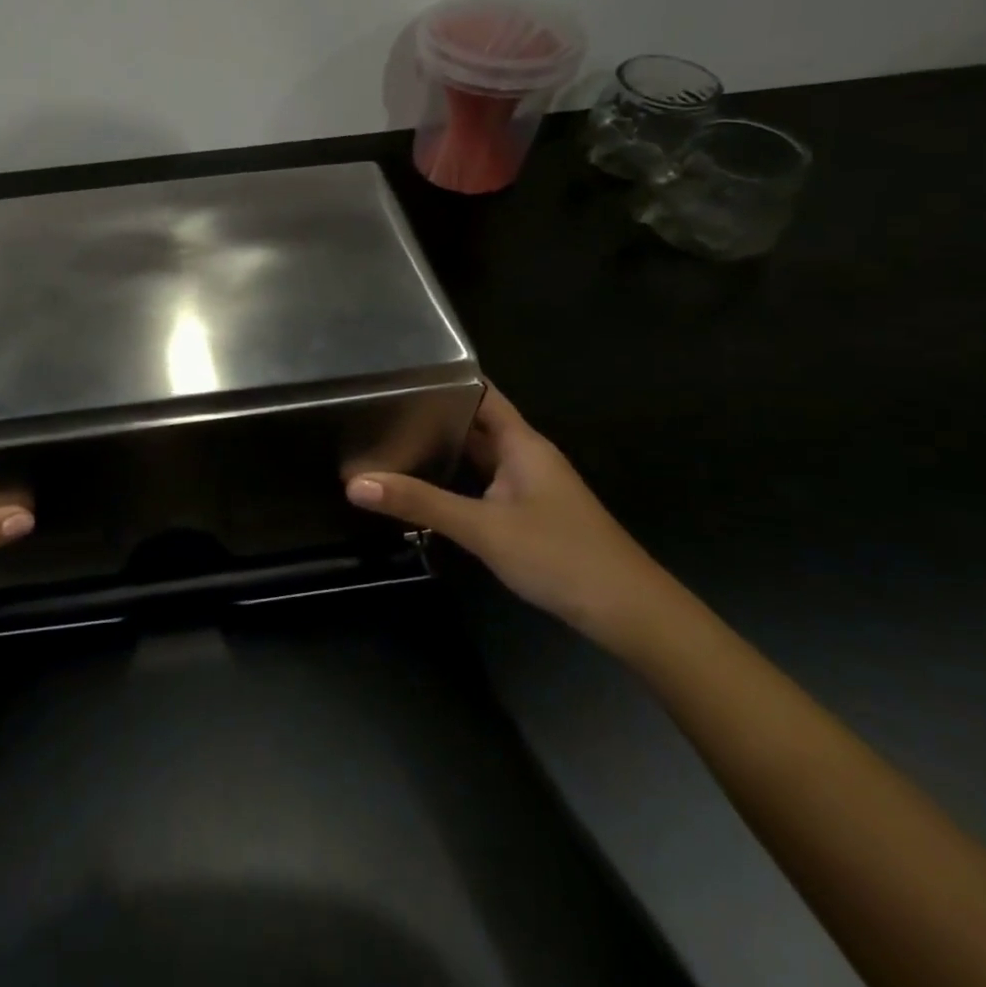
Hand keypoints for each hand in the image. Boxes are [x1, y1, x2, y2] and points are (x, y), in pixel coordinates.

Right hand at [346, 387, 679, 650]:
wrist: (631, 614)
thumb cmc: (560, 555)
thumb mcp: (483, 528)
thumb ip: (420, 503)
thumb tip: (355, 483)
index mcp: (522, 443)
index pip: (480, 393)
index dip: (445, 379)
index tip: (398, 372)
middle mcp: (526, 457)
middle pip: (476, 423)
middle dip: (433, 415)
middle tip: (378, 408)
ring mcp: (530, 487)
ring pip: (479, 457)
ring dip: (443, 449)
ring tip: (390, 441)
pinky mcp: (529, 515)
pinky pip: (484, 484)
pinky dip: (456, 481)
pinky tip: (426, 488)